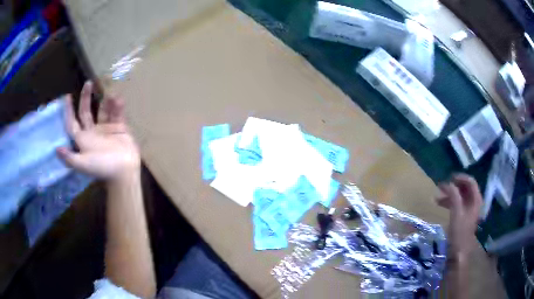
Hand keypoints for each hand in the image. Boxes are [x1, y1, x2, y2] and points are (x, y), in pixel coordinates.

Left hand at [57, 81, 139, 180]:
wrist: (125, 171)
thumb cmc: (103, 167)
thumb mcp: (84, 164)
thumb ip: (70, 157)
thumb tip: (56, 149)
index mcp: (83, 139)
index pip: (72, 123)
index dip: (68, 111)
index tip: (67, 96)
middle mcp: (92, 132)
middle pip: (86, 112)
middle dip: (86, 97)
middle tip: (89, 83)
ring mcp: (106, 129)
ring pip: (103, 110)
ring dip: (106, 102)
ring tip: (111, 95)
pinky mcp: (118, 128)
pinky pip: (117, 114)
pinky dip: (118, 107)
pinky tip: (119, 100)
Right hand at [437, 174, 481, 258]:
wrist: (458, 252)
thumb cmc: (459, 232)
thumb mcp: (456, 213)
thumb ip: (454, 196)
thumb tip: (448, 184)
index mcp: (475, 200)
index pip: (470, 182)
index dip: (460, 178)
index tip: (449, 178)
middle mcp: (474, 202)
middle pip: (465, 188)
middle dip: (453, 186)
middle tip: (442, 186)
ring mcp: (469, 209)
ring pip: (460, 196)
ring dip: (450, 194)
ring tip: (438, 196)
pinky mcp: (463, 216)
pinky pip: (457, 203)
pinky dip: (449, 202)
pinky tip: (440, 204)